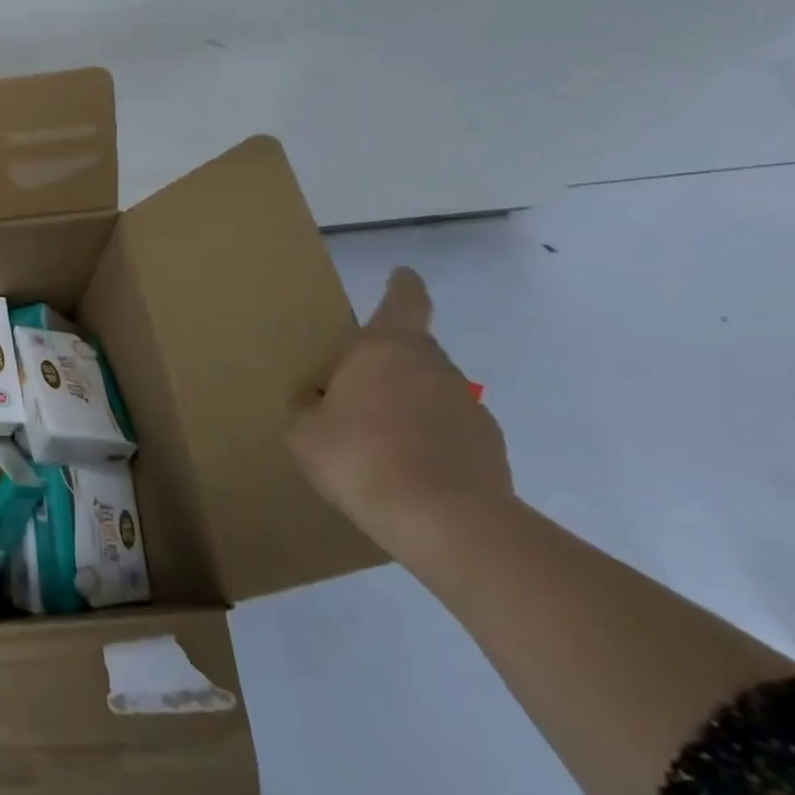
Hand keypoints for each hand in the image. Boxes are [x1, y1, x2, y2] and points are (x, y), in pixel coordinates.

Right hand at [289, 267, 512, 557]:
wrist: (444, 521)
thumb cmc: (359, 455)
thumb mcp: (304, 429)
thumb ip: (308, 403)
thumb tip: (318, 395)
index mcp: (386, 349)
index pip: (404, 301)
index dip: (403, 286)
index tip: (403, 273)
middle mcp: (434, 366)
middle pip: (410, 351)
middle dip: (384, 365)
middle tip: (352, 392)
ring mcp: (468, 406)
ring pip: (429, 392)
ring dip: (405, 405)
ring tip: (374, 441)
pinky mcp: (490, 446)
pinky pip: (447, 430)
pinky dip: (427, 439)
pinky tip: (403, 469)